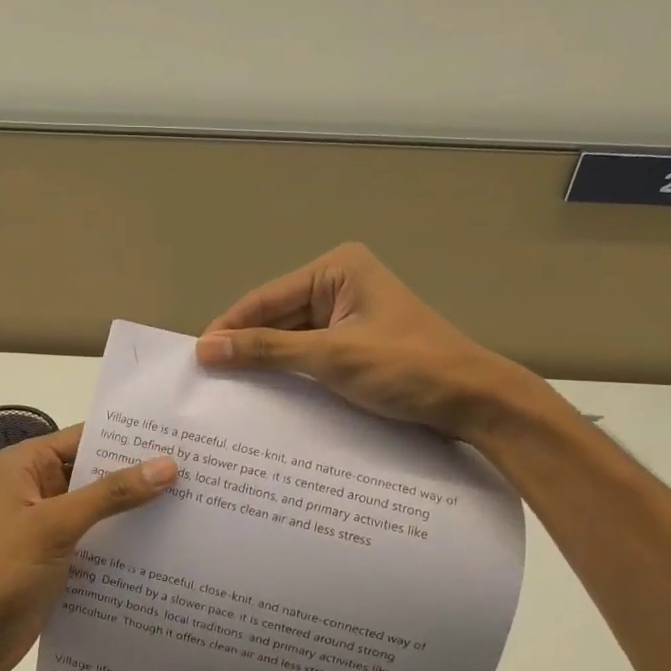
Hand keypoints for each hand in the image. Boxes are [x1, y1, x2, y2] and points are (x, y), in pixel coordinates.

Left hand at [0, 425, 176, 670]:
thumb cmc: (2, 571)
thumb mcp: (56, 525)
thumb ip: (111, 494)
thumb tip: (168, 465)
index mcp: (27, 465)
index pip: (86, 438)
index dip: (130, 438)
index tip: (180, 439)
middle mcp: (39, 486)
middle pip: (98, 472)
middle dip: (141, 474)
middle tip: (199, 472)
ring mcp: (49, 523)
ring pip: (102, 507)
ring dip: (138, 510)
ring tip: (194, 505)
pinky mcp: (60, 556)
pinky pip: (100, 538)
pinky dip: (127, 541)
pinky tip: (168, 545)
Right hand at [195, 242, 540, 439]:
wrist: (475, 401)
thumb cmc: (406, 367)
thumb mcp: (332, 357)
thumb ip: (267, 351)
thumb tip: (205, 348)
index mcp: (337, 269)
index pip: (267, 298)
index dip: (229, 327)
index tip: (195, 357)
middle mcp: (340, 284)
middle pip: (276, 317)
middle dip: (246, 347)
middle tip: (207, 380)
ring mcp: (349, 315)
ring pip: (291, 339)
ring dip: (266, 364)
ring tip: (226, 391)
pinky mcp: (355, 344)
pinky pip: (310, 355)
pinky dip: (289, 374)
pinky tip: (265, 395)